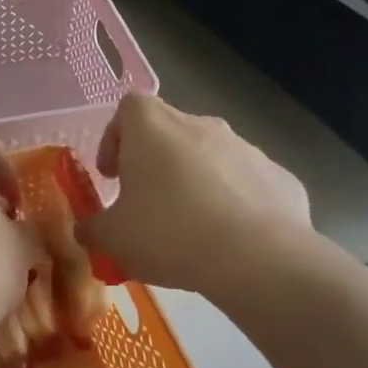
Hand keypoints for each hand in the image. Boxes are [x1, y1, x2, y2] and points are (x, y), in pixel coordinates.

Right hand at [78, 95, 313, 295]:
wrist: (258, 258)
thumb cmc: (169, 234)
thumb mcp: (113, 238)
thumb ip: (93, 228)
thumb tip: (87, 228)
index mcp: (153, 128)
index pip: (128, 109)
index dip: (115, 138)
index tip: (112, 175)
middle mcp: (200, 125)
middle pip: (169, 132)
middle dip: (155, 164)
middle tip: (146, 205)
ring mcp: (245, 147)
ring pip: (209, 157)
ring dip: (194, 182)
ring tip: (190, 228)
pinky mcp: (279, 176)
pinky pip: (245, 184)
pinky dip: (232, 202)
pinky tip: (229, 239)